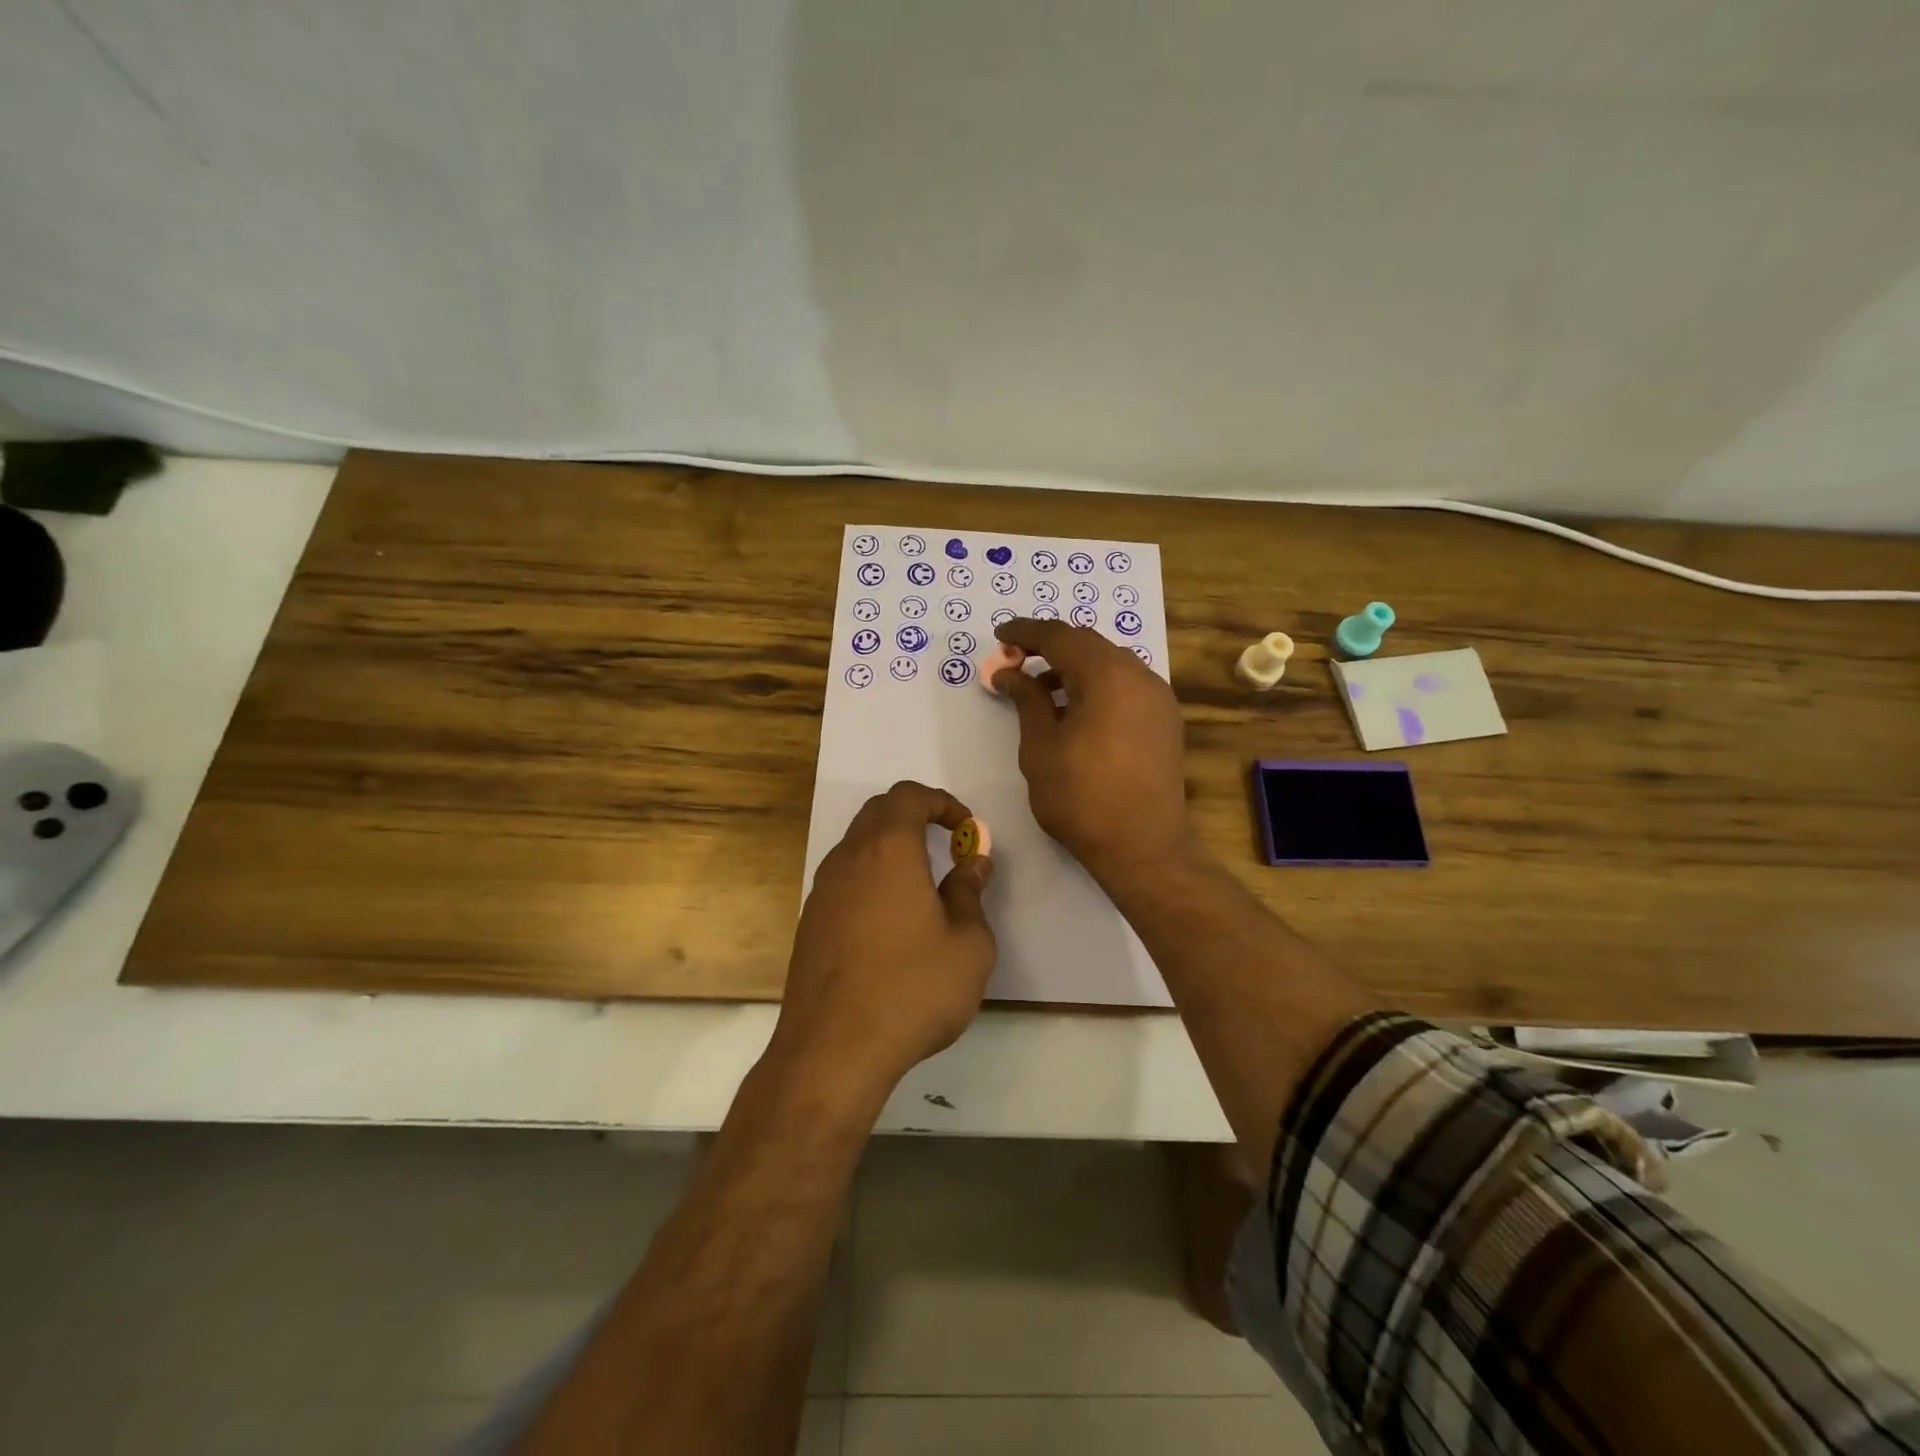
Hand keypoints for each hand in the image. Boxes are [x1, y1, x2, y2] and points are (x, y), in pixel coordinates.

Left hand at [772, 781, 996, 1098]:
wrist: (834, 1050)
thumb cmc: (912, 989)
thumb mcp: (967, 943)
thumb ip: (970, 893)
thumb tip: (973, 863)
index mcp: (888, 850)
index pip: (908, 796)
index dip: (942, 802)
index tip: (966, 828)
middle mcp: (848, 859)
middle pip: (878, 813)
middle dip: (916, 816)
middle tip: (947, 844)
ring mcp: (822, 891)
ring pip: (857, 845)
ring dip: (891, 848)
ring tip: (923, 883)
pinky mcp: (810, 923)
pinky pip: (845, 879)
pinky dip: (872, 877)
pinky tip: (892, 920)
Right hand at [991, 618, 1194, 887]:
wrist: (1143, 846)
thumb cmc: (1081, 797)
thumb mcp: (1040, 747)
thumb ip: (1027, 700)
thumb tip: (1009, 672)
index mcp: (1107, 675)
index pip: (1060, 636)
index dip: (1026, 632)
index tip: (999, 636)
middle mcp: (1139, 675)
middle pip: (1088, 644)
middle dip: (1050, 647)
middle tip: (1015, 661)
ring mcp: (1158, 697)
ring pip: (1110, 664)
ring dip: (1075, 667)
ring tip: (1042, 690)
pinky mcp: (1165, 720)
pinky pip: (1126, 685)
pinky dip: (1098, 685)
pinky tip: (1077, 710)